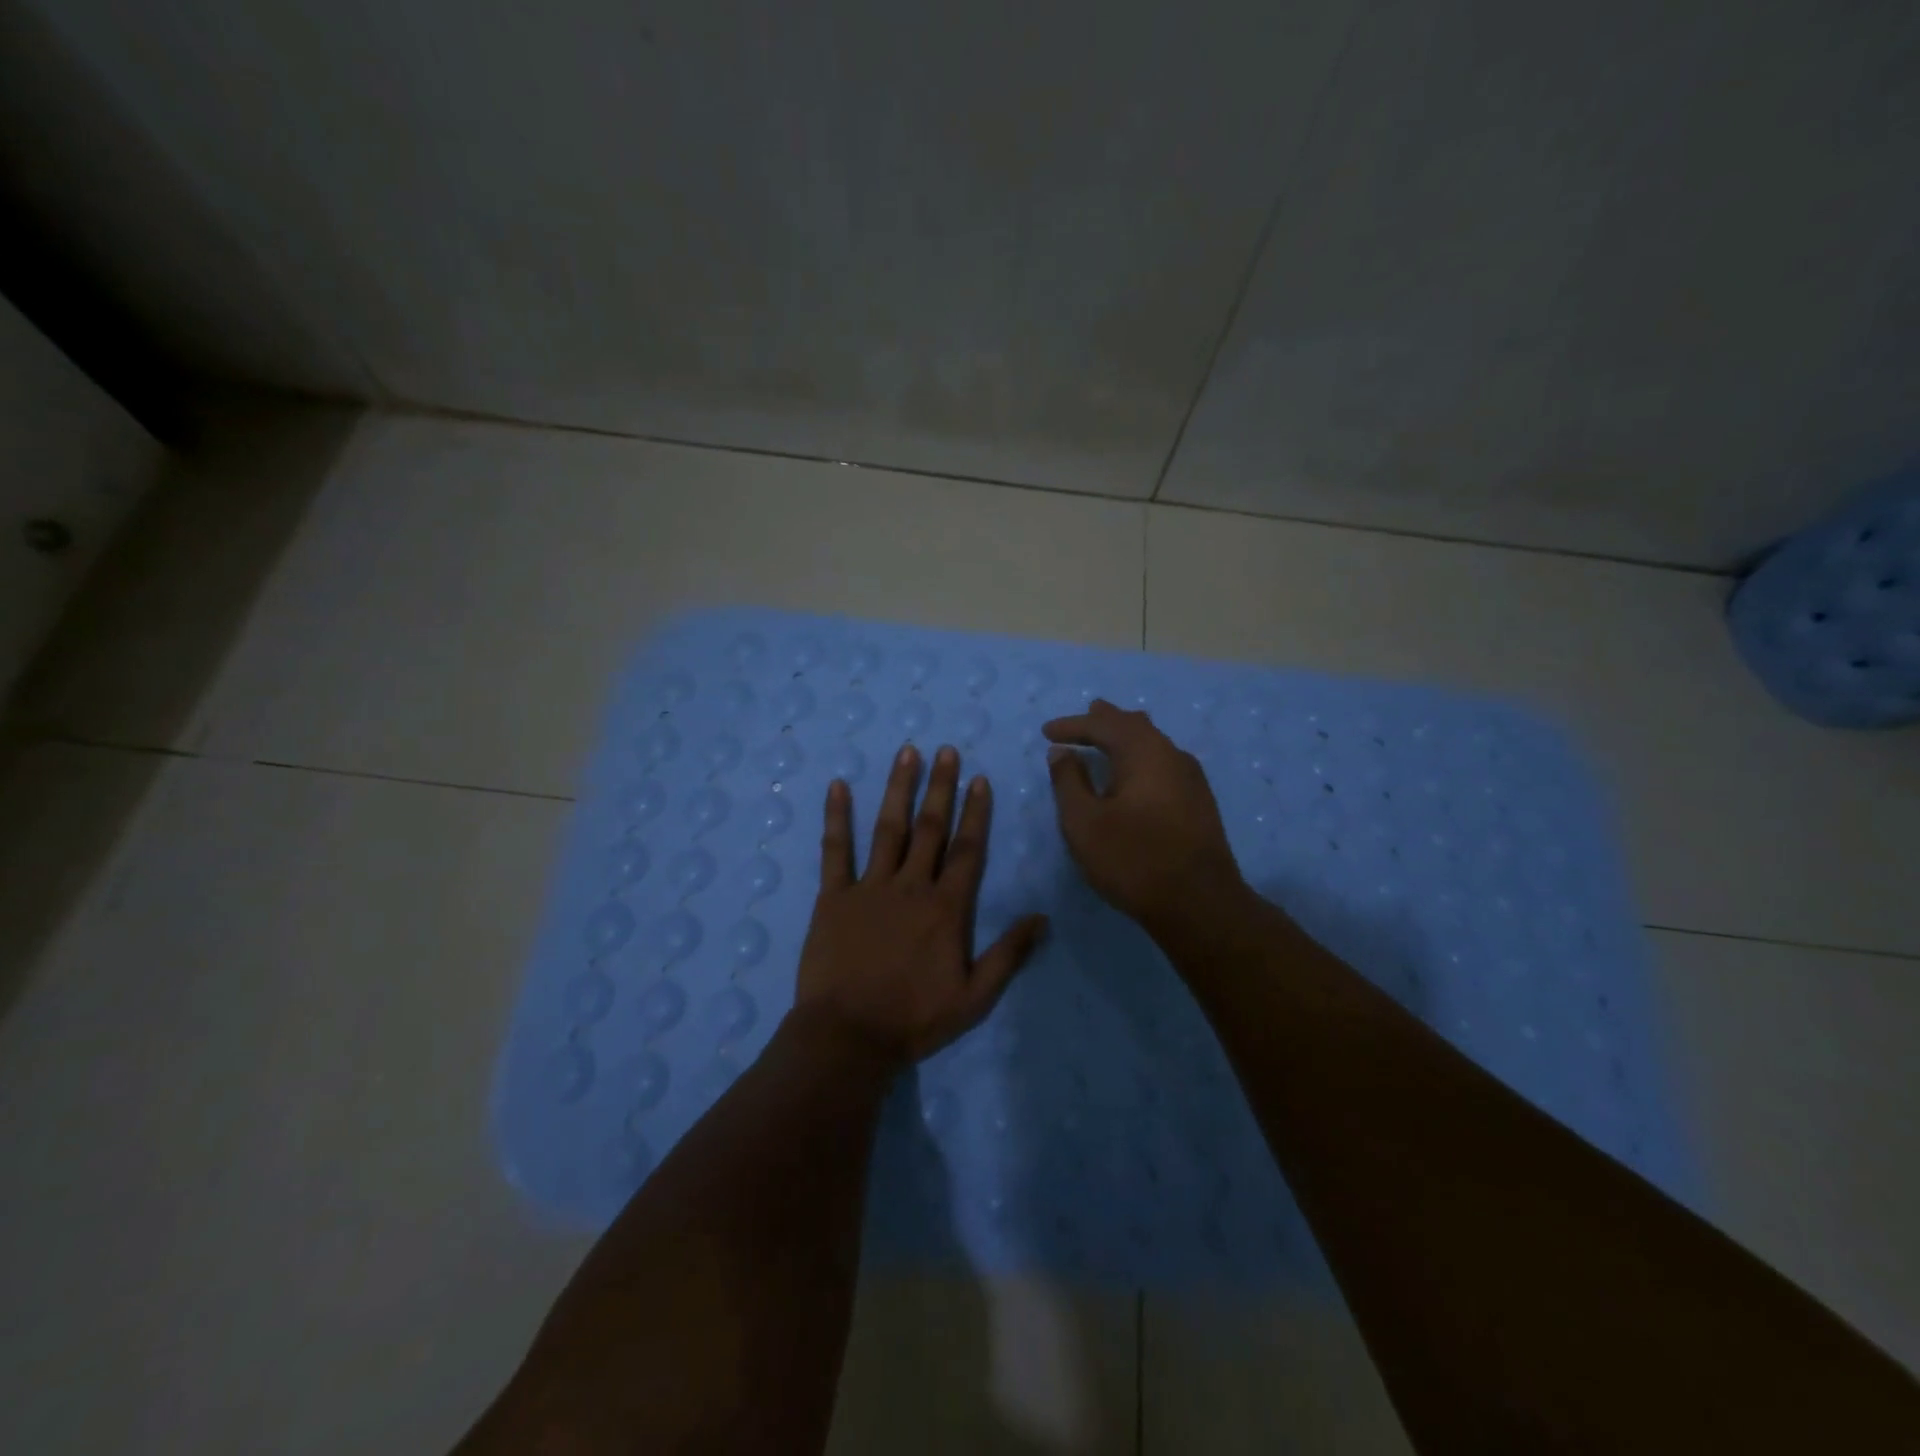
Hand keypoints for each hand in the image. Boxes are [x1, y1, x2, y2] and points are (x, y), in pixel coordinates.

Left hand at [792, 743, 1047, 1067]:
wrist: (848, 1036)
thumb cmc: (913, 1018)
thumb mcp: (974, 997)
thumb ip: (1008, 954)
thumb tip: (1042, 918)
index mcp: (945, 908)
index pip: (967, 850)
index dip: (975, 812)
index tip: (979, 779)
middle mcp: (910, 886)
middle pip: (930, 828)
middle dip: (940, 787)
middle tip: (946, 751)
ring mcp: (869, 887)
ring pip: (888, 828)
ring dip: (898, 788)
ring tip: (906, 753)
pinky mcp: (834, 896)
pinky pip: (835, 850)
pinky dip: (836, 817)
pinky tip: (838, 786)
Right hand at [1044, 699, 1248, 939]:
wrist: (1199, 904)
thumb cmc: (1132, 859)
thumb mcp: (1084, 822)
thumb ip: (1069, 781)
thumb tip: (1062, 752)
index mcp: (1143, 752)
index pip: (1103, 725)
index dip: (1072, 726)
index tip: (1046, 732)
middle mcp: (1172, 755)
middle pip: (1135, 726)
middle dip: (1106, 721)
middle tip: (1086, 715)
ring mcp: (1191, 778)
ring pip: (1154, 743)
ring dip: (1126, 738)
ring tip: (1108, 737)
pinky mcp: (1199, 801)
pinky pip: (1163, 763)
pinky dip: (1140, 758)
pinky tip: (1136, 774)